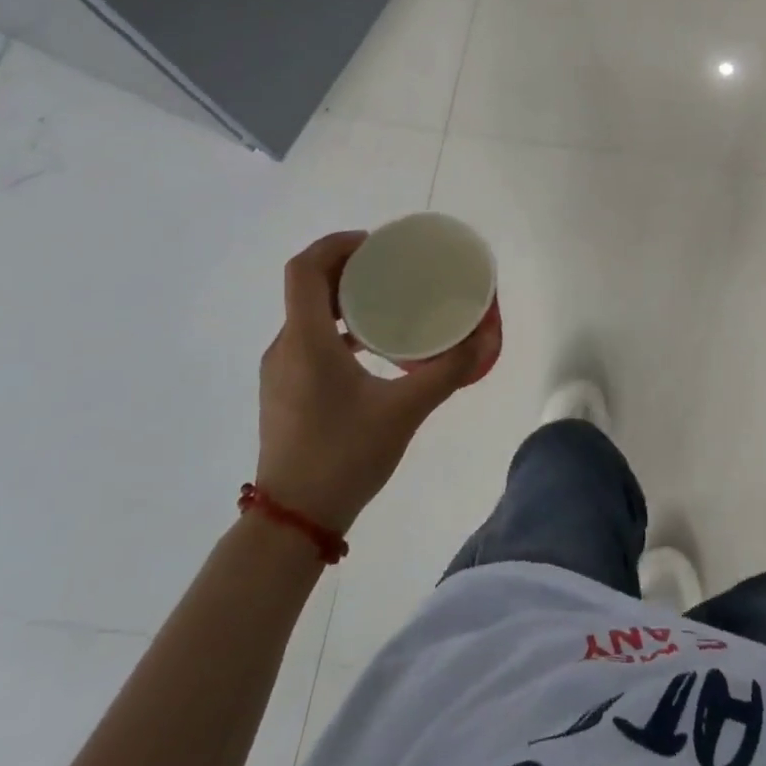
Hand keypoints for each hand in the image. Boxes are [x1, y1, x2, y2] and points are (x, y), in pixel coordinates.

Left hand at [256, 232, 499, 531]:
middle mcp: (285, 347)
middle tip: (390, 268)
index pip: (305, 269)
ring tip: (387, 303)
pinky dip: (337, 329)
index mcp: (306, 341)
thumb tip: (485, 339)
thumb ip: (447, 371)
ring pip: (306, 315)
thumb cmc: (344, 456)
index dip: (336, 244)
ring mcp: (280, 371)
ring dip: (341, 299)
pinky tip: (372, 349)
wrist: (293, 521)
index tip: (375, 244)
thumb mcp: (405, 410)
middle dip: (346, 267)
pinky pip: (308, 340)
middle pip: (307, 287)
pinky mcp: (284, 392)